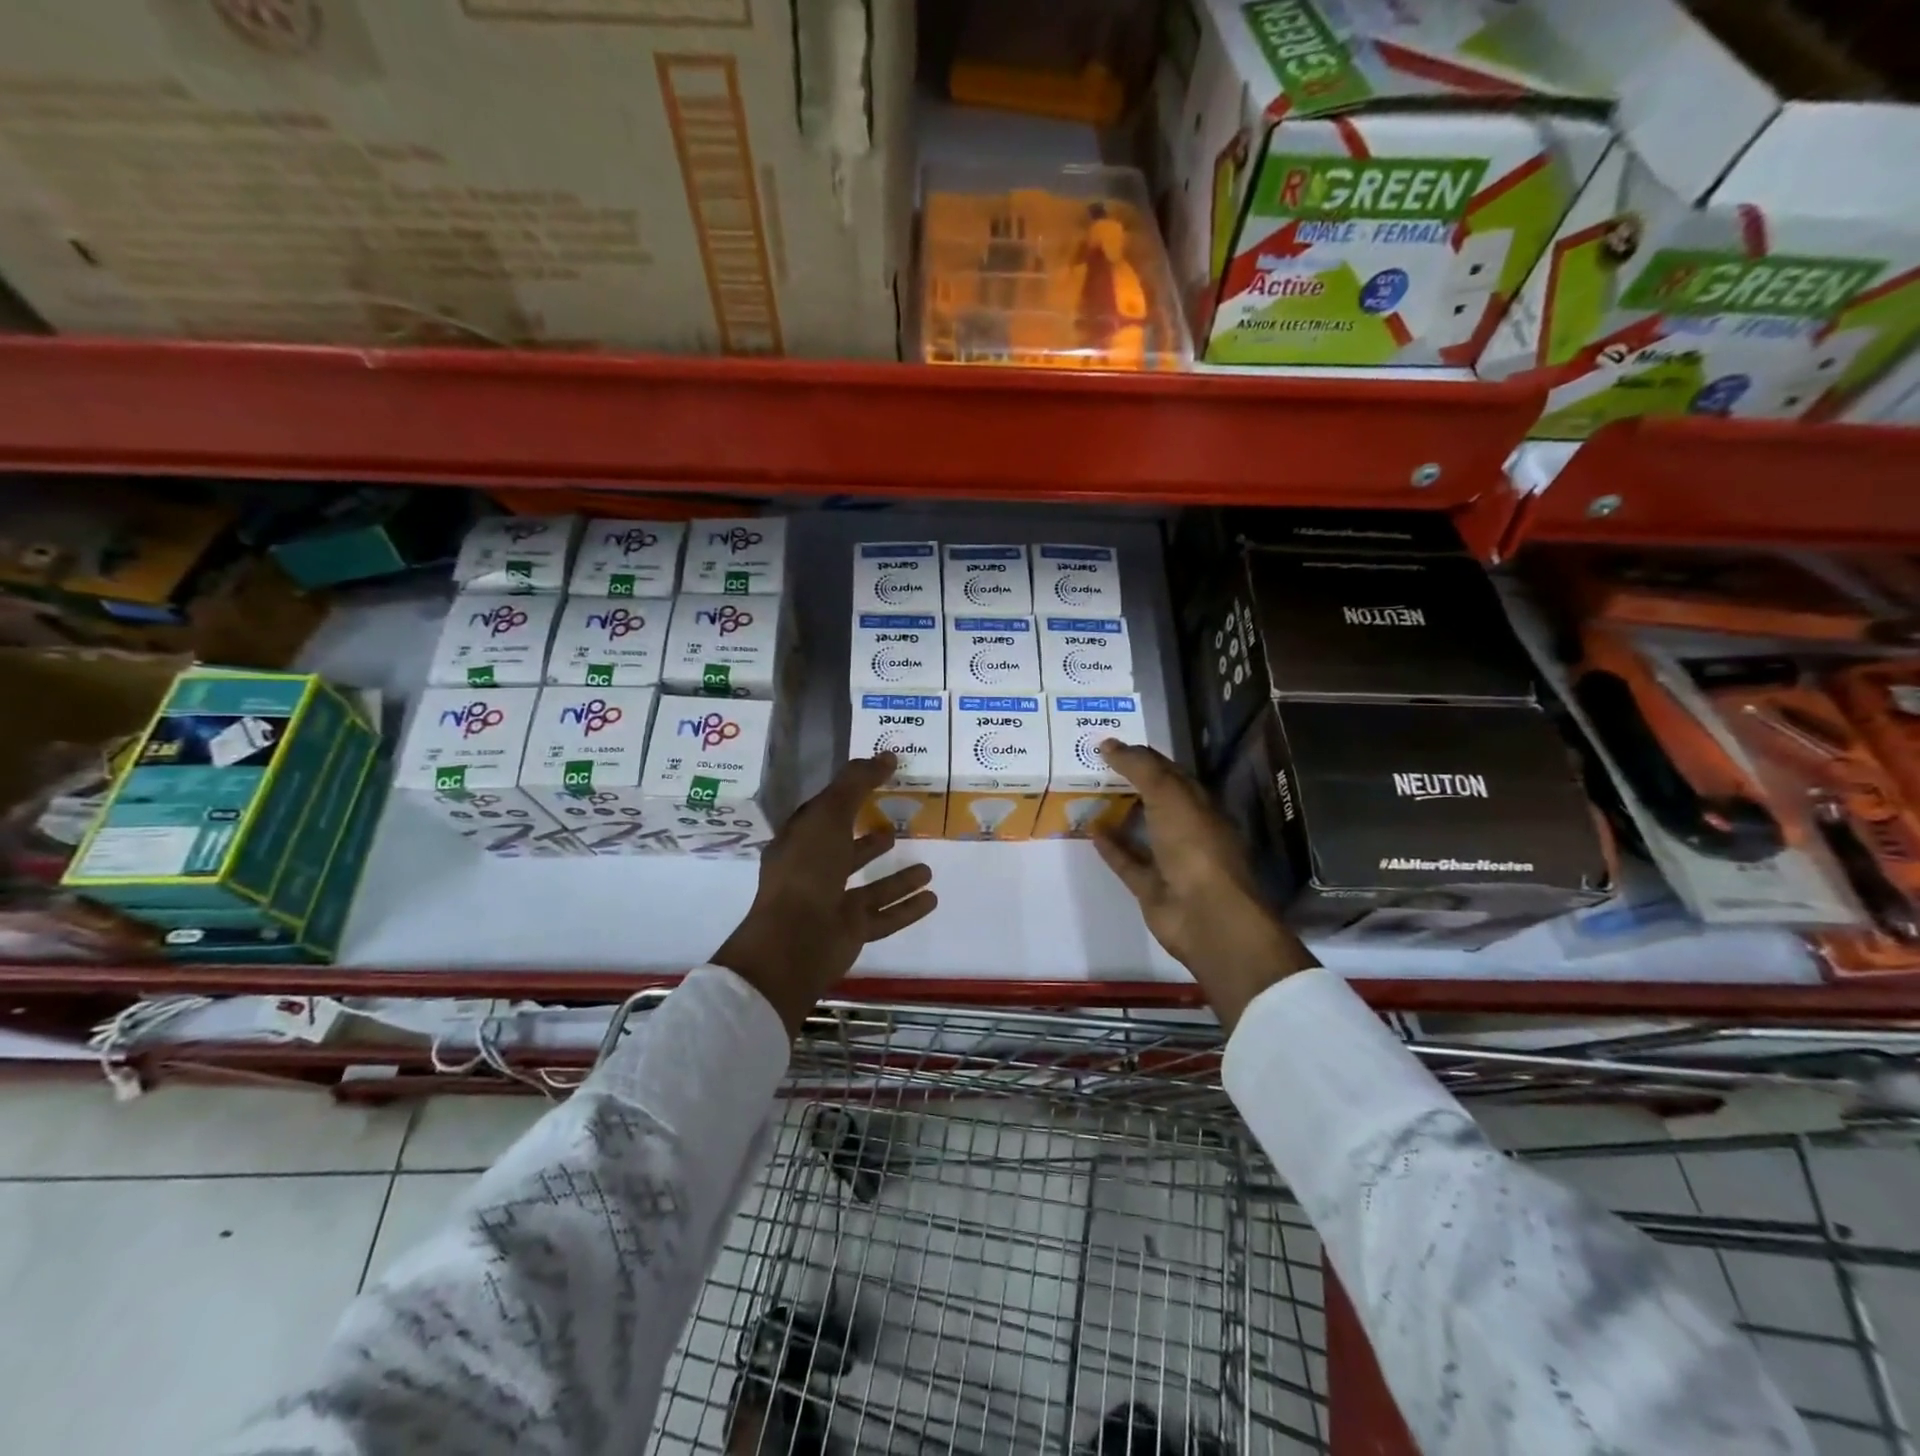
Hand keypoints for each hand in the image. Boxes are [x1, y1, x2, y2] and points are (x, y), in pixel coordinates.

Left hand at [714, 754, 936, 1035]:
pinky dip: (907, 907)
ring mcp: (832, 903)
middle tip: (898, 825)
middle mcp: (814, 872)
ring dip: (897, 877)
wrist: (795, 940)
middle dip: (869, 840)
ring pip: (870, 887)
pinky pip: (884, 916)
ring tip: (927, 867)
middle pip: (845, 851)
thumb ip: (857, 783)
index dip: (847, 796)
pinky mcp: (850, 930)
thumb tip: (887, 754)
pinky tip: (932, 897)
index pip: (824, 814)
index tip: (877, 783)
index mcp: (800, 842)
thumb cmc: (807, 869)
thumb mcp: (830, 814)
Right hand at [1092, 740, 1315, 1030]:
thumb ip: (1140, 767)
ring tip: (1085, 794)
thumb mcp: (1169, 795)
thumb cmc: (1194, 846)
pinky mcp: (1151, 886)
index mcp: (1200, 804)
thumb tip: (1108, 744)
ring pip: (1140, 829)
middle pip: (1155, 799)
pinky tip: (1090, 829)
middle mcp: (1188, 828)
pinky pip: (1127, 861)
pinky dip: (1110, 846)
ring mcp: (1170, 859)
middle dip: (1128, 782)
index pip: (1170, 772)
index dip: (1142, 756)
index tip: (1108, 744)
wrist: (1205, 915)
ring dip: (1117, 813)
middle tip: (1090, 765)